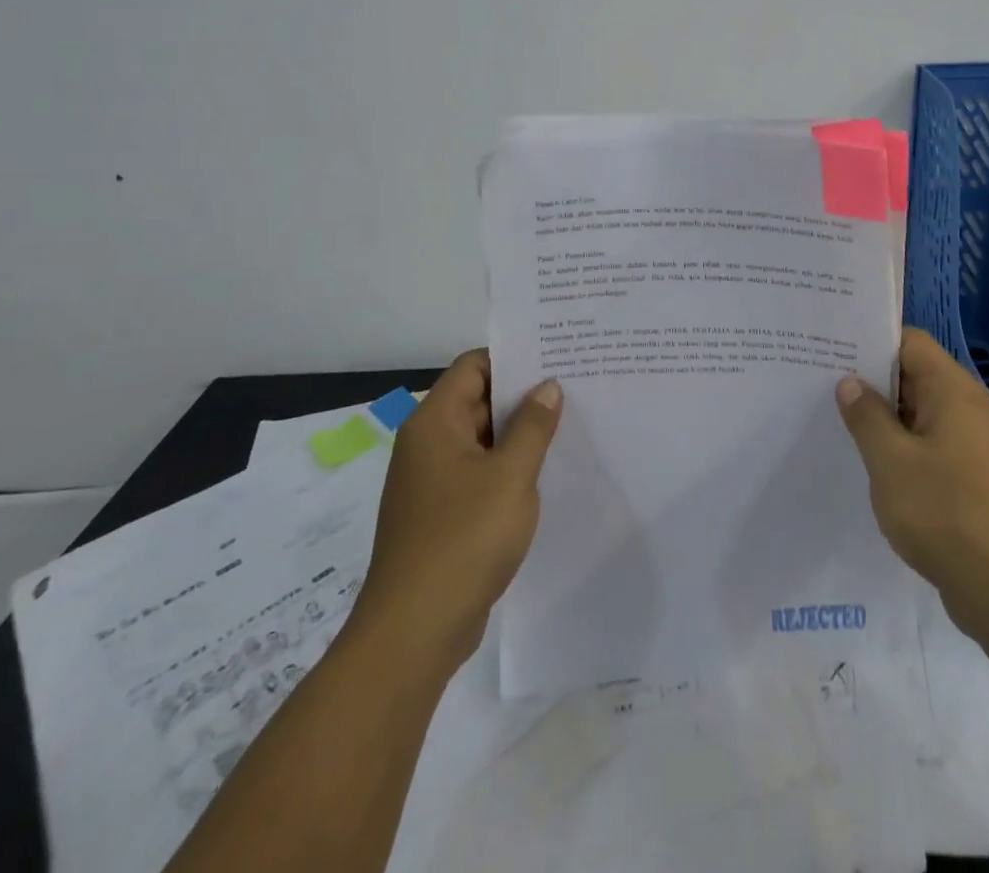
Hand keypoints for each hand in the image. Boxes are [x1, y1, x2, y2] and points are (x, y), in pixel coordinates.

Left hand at [353, 350, 561, 674]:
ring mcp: (432, 483)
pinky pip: (478, 474)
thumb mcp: (511, 475)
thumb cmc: (463, 539)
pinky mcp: (441, 515)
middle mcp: (427, 445)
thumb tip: (548, 386)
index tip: (555, 356)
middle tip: (574, 387)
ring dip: (518, 434)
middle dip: (523, 395)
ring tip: (569, 425)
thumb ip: (533, 426)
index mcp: (434, 424)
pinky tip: (545, 474)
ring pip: (481, 440)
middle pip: (477, 400)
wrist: (414, 633)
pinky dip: (507, 468)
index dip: (513, 357)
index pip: (473, 366)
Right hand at [836, 328, 988, 647]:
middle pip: (915, 377)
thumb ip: (867, 417)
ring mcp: (975, 447)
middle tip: (821, 386)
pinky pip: (931, 449)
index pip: (910, 342)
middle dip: (872, 382)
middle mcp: (969, 410)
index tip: (831, 349)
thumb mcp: (891, 461)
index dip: (871, 341)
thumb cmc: (947, 513)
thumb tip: (851, 382)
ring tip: (837, 424)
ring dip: (885, 421)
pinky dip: (902, 451)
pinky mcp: (974, 481)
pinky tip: (871, 468)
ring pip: (921, 417)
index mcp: (953, 391)